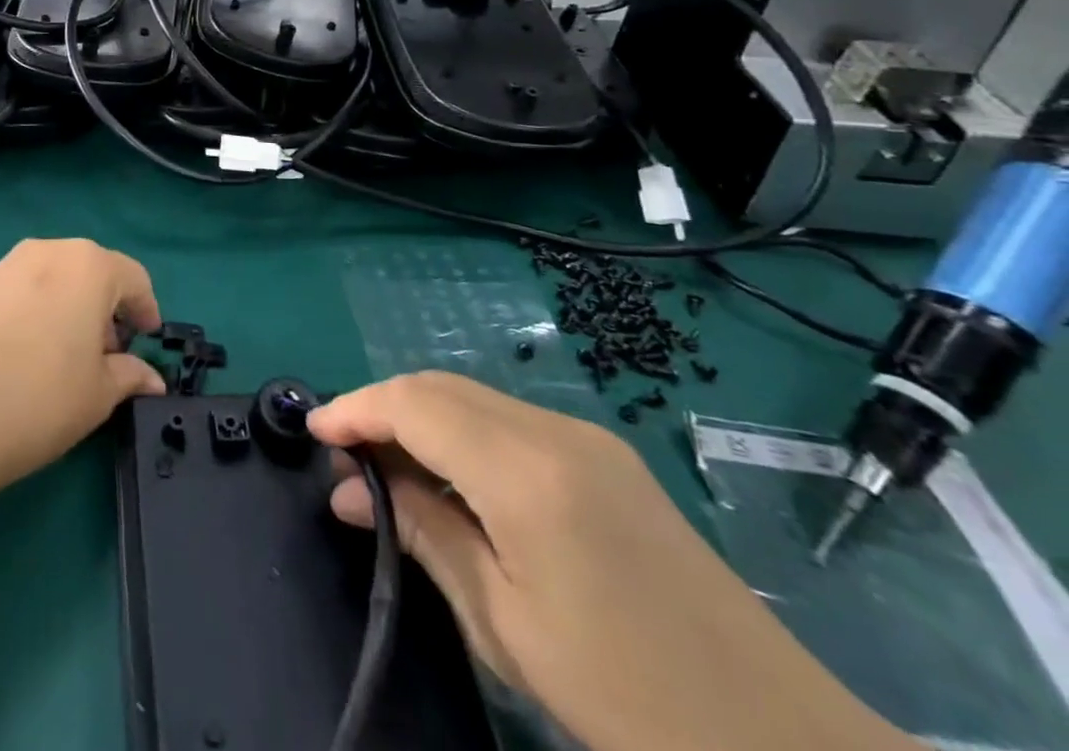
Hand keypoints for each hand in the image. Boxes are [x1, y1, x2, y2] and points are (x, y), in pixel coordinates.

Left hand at [0, 239, 164, 490]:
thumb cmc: (44, 396)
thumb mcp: (101, 392)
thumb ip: (132, 375)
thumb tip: (153, 379)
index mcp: (91, 265)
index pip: (134, 278)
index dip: (146, 310)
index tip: (147, 342)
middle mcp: (52, 250)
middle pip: (95, 271)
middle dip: (108, 308)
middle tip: (109, 355)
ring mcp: (11, 263)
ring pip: (59, 277)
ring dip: (74, 305)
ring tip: (70, 354)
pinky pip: (28, 287)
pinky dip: (42, 307)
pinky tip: (34, 350)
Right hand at [308, 373, 913, 750]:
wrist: (790, 750)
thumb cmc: (630, 698)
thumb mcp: (505, 623)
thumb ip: (424, 533)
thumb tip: (349, 488)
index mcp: (525, 470)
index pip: (413, 403)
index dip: (355, 408)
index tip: (312, 432)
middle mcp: (553, 430)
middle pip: (439, 387)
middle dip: (381, 408)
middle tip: (342, 456)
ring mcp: (587, 437)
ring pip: (471, 398)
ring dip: (419, 418)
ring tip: (384, 470)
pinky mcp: (605, 457)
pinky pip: (508, 421)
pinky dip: (460, 433)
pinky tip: (448, 478)